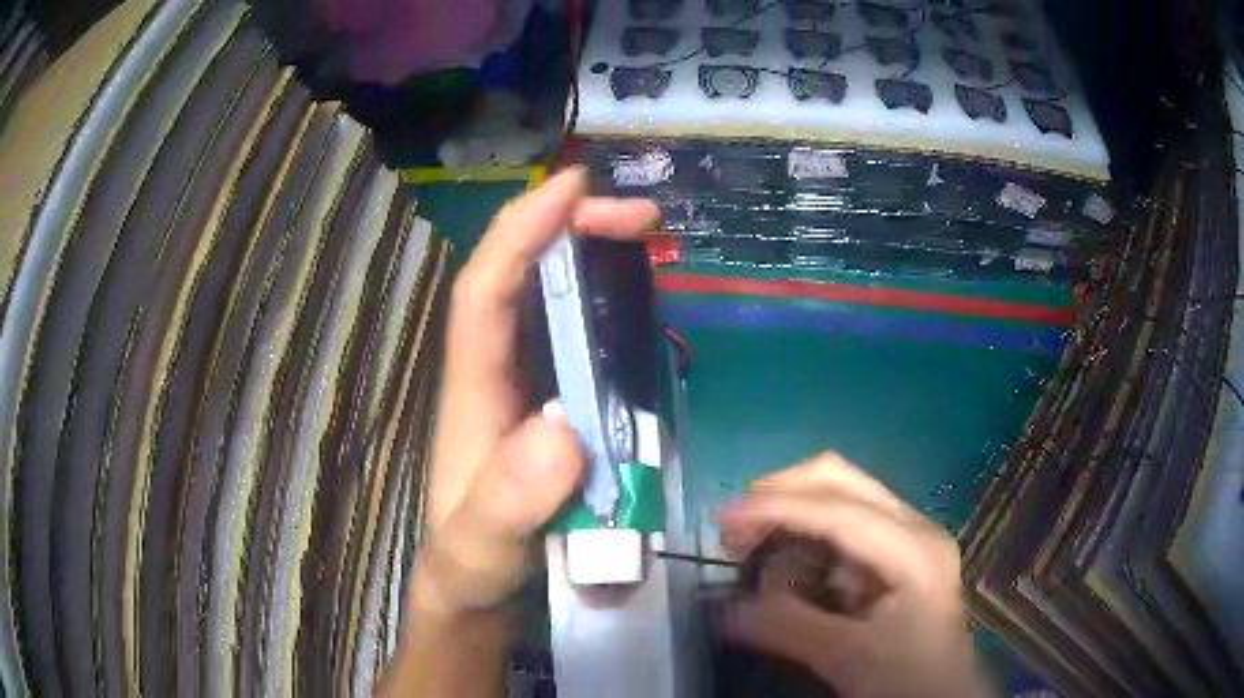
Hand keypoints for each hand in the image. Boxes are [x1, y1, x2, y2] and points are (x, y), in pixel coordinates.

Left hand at [411, 168, 659, 616]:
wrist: (476, 592)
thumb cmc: (471, 567)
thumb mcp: (480, 550)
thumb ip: (506, 505)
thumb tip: (563, 429)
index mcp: (472, 393)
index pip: (485, 292)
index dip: (521, 232)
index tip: (573, 187)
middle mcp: (497, 376)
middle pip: (523, 280)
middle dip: (571, 230)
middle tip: (640, 216)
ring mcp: (528, 392)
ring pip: (552, 302)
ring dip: (595, 260)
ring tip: (646, 237)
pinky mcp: (556, 411)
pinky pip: (580, 341)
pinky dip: (609, 308)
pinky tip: (642, 302)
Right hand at [718, 453, 988, 697]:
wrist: (942, 694)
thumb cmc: (907, 678)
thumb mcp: (848, 659)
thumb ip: (788, 628)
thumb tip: (724, 609)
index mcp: (913, 549)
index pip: (839, 511)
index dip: (777, 508)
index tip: (721, 517)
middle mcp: (912, 528)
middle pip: (842, 481)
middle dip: (782, 494)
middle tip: (733, 526)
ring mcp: (905, 538)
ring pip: (839, 498)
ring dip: (790, 514)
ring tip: (750, 548)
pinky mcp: (893, 555)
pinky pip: (841, 528)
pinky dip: (804, 537)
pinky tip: (784, 566)